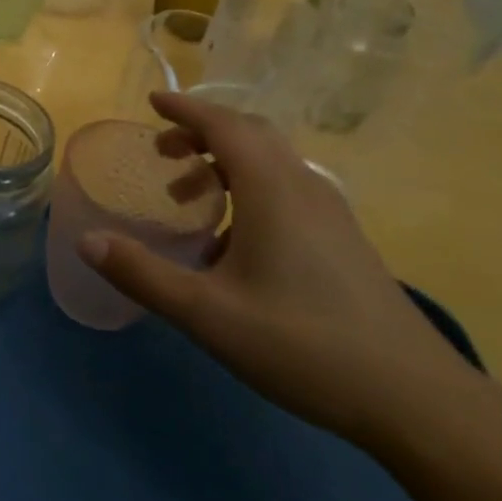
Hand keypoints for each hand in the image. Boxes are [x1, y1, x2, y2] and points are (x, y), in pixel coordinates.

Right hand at [80, 92, 482, 446]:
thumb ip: (143, 275)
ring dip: (225, 162)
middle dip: (202, 132)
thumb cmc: (304, 345)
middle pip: (250, 134)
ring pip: (271, 162)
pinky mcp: (343, 238)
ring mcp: (330, 212)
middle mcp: (303, 186)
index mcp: (272, 189)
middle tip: (163, 153)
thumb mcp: (208, 314)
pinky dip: (249, 188)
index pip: (224, 124)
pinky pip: (287, 188)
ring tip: (189, 197)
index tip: (152, 103)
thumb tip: (87, 241)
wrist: (414, 398)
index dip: (185, 109)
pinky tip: (232, 242)